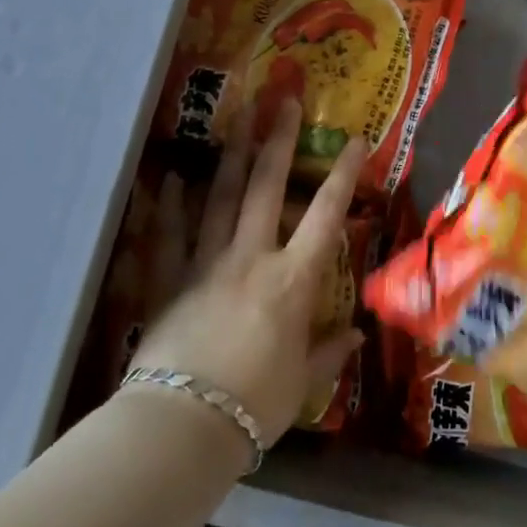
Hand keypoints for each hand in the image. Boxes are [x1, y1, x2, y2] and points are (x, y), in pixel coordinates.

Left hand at [128, 99, 365, 441]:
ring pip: (219, 198)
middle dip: (278, 140)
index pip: (326, 215)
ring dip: (230, 155)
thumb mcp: (302, 381)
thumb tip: (357, 334)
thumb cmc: (255, 404)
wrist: (184, 426)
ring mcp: (206, 263)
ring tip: (237, 119)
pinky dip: (170, 205)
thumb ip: (329, 351)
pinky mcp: (169, 281)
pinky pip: (169, 235)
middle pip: (266, 187)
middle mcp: (251, 257)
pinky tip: (171, 178)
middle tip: (283, 100)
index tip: (355, 140)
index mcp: (292, 278)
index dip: (343, 174)